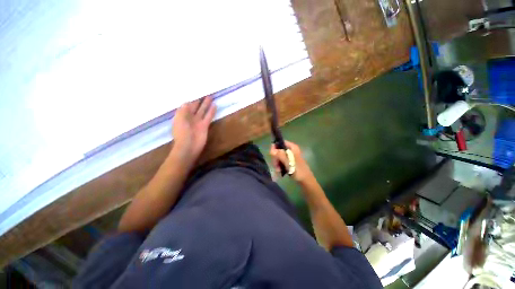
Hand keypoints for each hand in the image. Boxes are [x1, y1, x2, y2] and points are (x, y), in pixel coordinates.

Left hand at [172, 96, 216, 164]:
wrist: (188, 147)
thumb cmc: (181, 133)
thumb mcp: (179, 120)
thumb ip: (183, 110)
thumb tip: (187, 101)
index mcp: (182, 115)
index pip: (187, 105)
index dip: (191, 98)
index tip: (195, 91)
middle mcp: (190, 117)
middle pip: (196, 106)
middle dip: (199, 100)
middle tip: (204, 92)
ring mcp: (198, 121)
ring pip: (203, 110)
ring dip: (206, 104)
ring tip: (211, 96)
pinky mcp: (205, 125)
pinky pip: (209, 116)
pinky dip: (211, 111)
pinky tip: (215, 105)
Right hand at [270, 140, 313, 183]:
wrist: (305, 180)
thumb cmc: (298, 170)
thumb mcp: (288, 162)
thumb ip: (279, 155)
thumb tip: (271, 149)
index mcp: (292, 147)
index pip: (281, 142)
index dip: (275, 147)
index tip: (272, 155)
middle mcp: (291, 150)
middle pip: (278, 150)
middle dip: (276, 158)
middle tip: (276, 165)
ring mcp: (290, 156)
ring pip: (279, 156)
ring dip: (277, 163)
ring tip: (278, 170)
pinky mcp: (289, 162)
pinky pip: (281, 161)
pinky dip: (279, 166)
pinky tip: (279, 171)